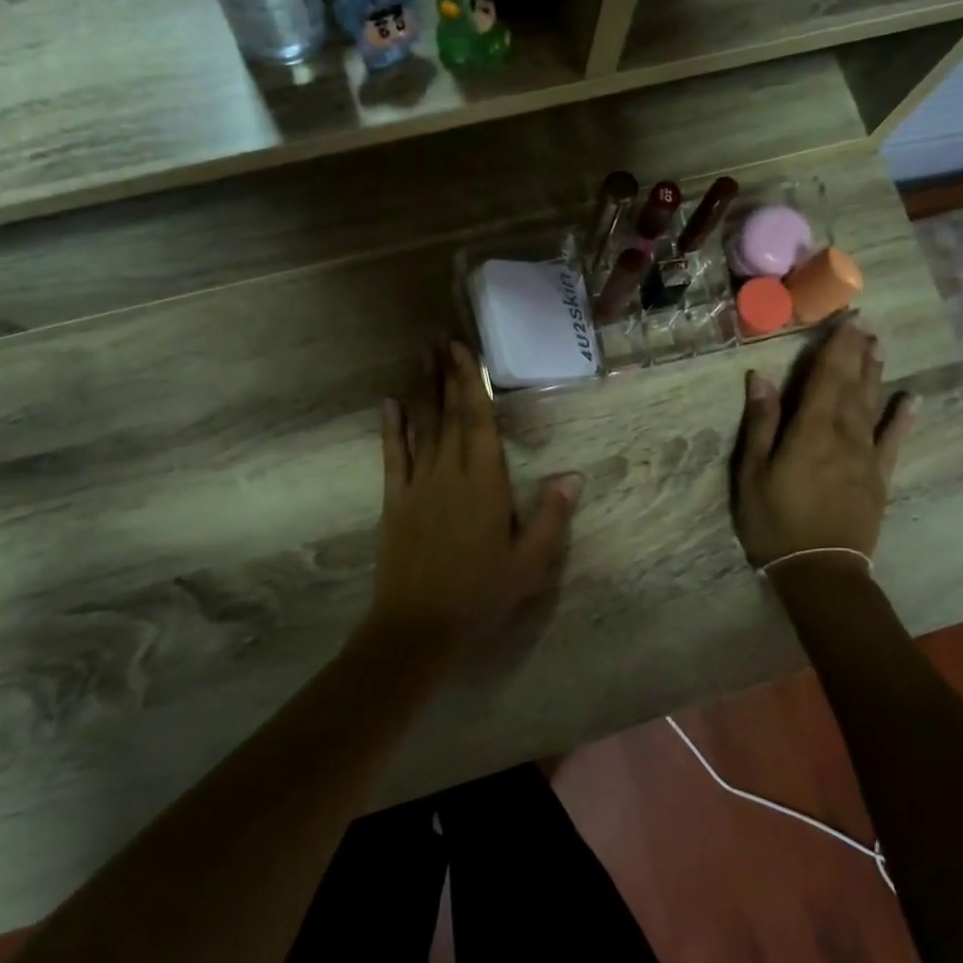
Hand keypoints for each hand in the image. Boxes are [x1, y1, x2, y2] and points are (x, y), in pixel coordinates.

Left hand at [366, 341, 583, 651]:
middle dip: (445, 374)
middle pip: (449, 414)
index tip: (462, 349)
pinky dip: (391, 428)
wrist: (419, 625)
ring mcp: (417, 484)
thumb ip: (550, 517)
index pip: (479, 420)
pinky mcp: (394, 500)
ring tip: (420, 357)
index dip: (471, 381)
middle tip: (440, 338)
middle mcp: (449, 472)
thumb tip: (573, 475)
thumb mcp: (529, 563)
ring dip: (421, 390)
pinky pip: (392, 455)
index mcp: (484, 483)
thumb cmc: (480, 594)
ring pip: (421, 426)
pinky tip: (388, 403)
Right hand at [733, 319, 915, 568]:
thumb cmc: (774, 521)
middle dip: (857, 353)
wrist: (820, 571)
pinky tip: (910, 399)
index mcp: (810, 430)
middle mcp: (843, 435)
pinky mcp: (878, 477)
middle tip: (865, 324)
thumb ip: (760, 423)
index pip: (826, 378)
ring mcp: (865, 456)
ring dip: (876, 375)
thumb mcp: (752, 472)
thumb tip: (761, 377)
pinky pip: (892, 441)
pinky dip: (902, 418)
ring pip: (872, 406)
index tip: (847, 319)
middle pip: (852, 386)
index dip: (836, 347)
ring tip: (880, 347)